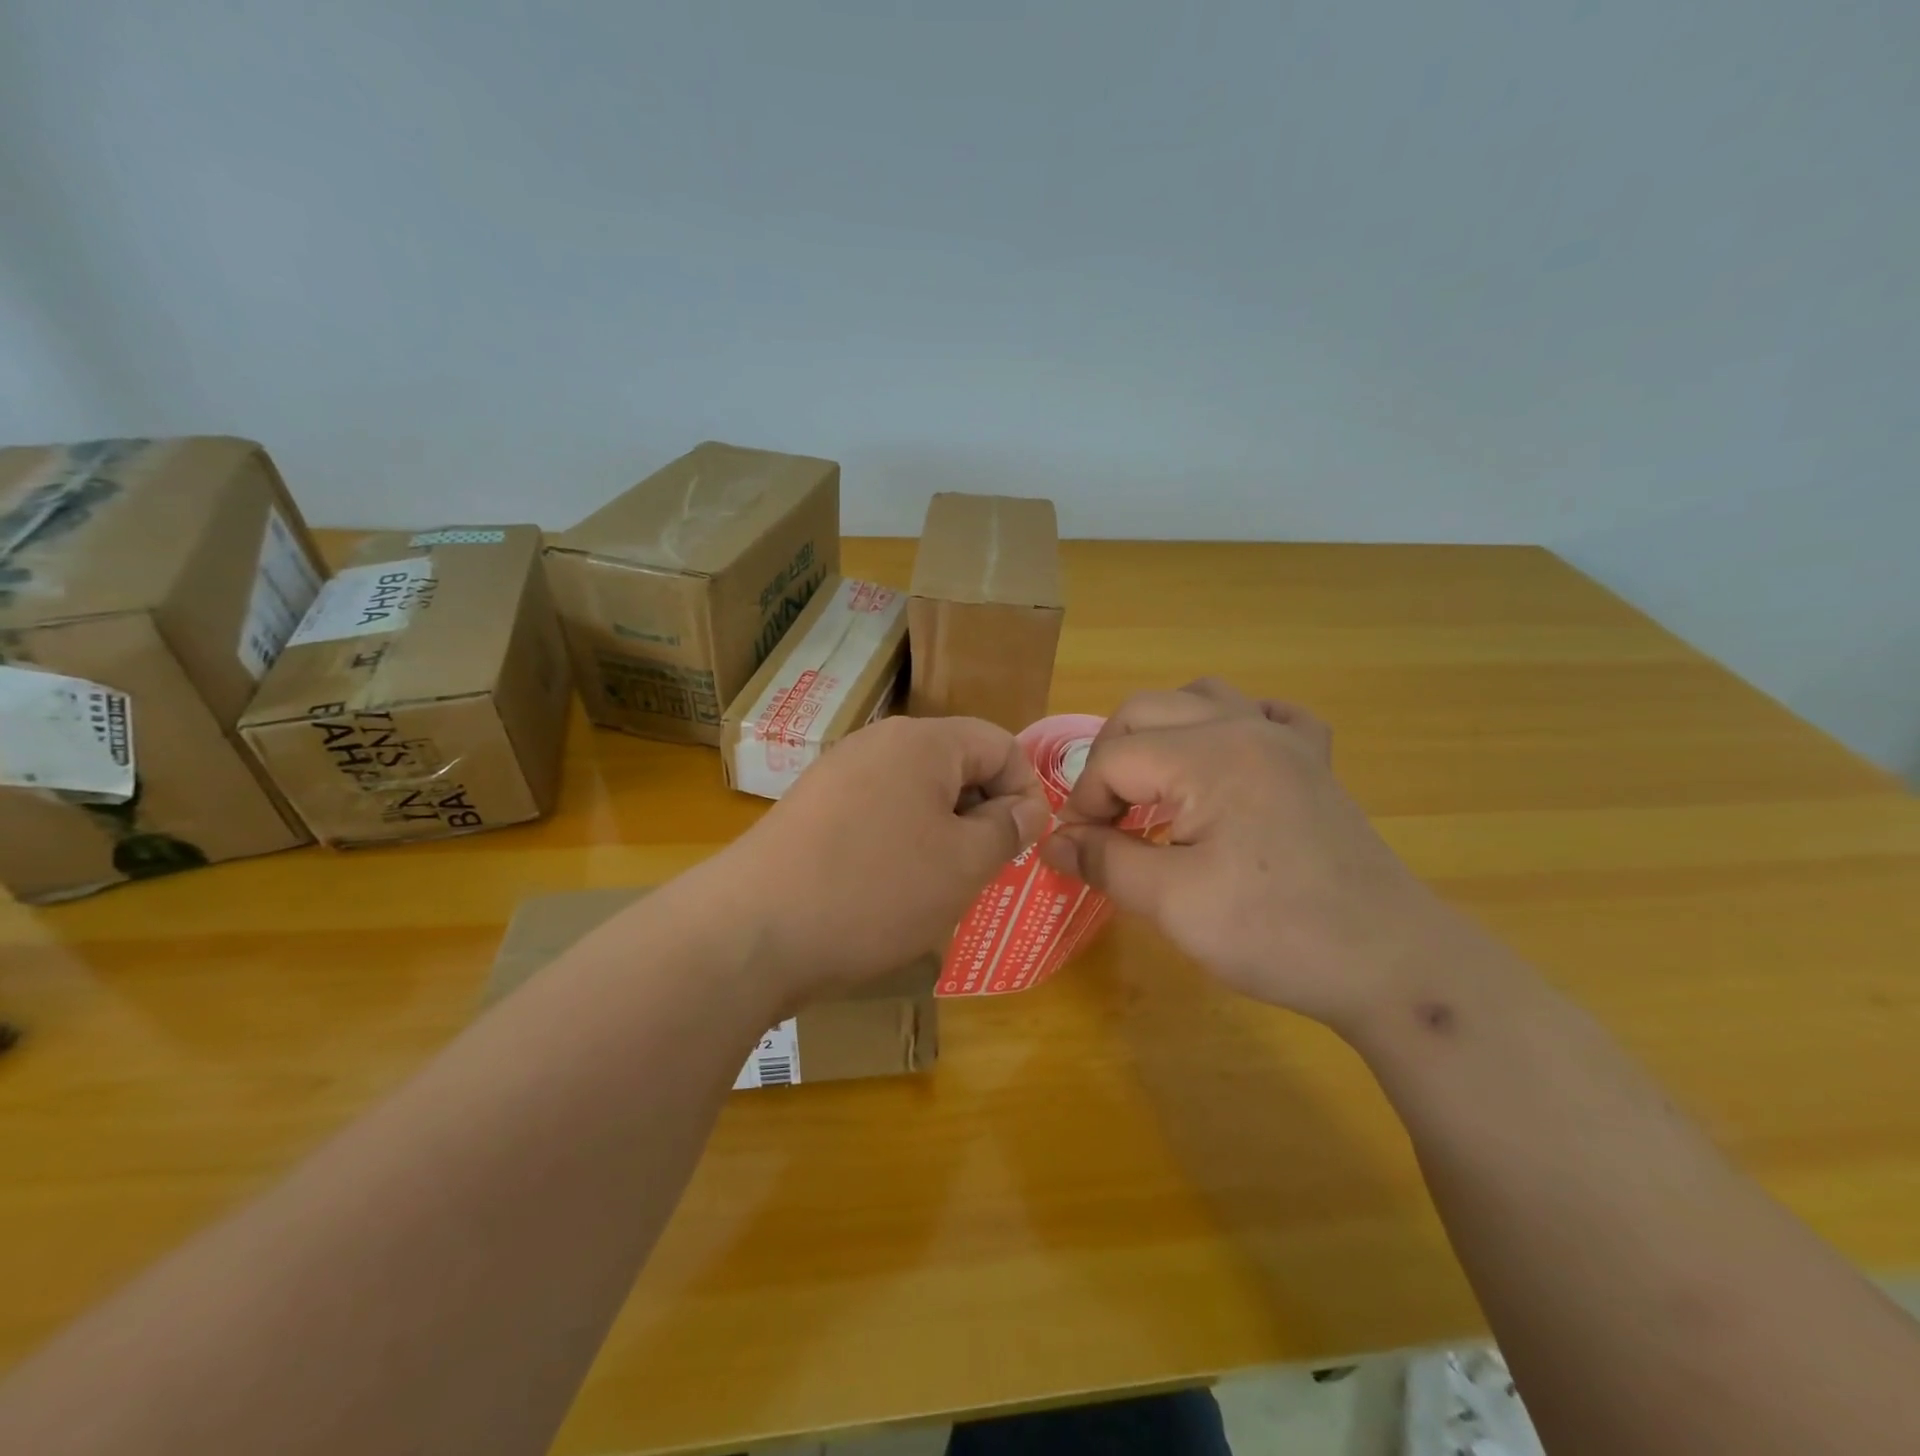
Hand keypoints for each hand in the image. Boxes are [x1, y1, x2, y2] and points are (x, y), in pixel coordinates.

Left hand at [724, 715, 1051, 1003]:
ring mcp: (837, 773)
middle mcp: (878, 743)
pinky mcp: (811, 808)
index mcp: (923, 742)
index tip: (1023, 845)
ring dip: (942, 833)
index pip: (1000, 744)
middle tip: (983, 870)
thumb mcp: (962, 864)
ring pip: (916, 793)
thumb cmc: (876, 891)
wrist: (752, 932)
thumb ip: (1006, 829)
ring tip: (938, 885)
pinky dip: (899, 843)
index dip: (1025, 790)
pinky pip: (877, 812)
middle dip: (982, 813)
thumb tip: (1027, 808)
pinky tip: (888, 889)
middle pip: (956, 764)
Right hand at [1042, 679, 1457, 1029]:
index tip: (1080, 852)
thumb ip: (1104, 861)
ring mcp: (1285, 741)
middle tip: (1105, 818)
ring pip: (1202, 698)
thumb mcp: (1173, 903)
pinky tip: (1226, 760)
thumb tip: (1052, 841)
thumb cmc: (1276, 932)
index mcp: (1208, 754)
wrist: (1392, 964)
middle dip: (1110, 760)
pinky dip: (1232, 726)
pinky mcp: (1313, 764)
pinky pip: (1267, 716)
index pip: (1114, 758)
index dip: (1084, 803)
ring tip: (1153, 784)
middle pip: (1146, 710)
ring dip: (1162, 732)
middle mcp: (1244, 727)